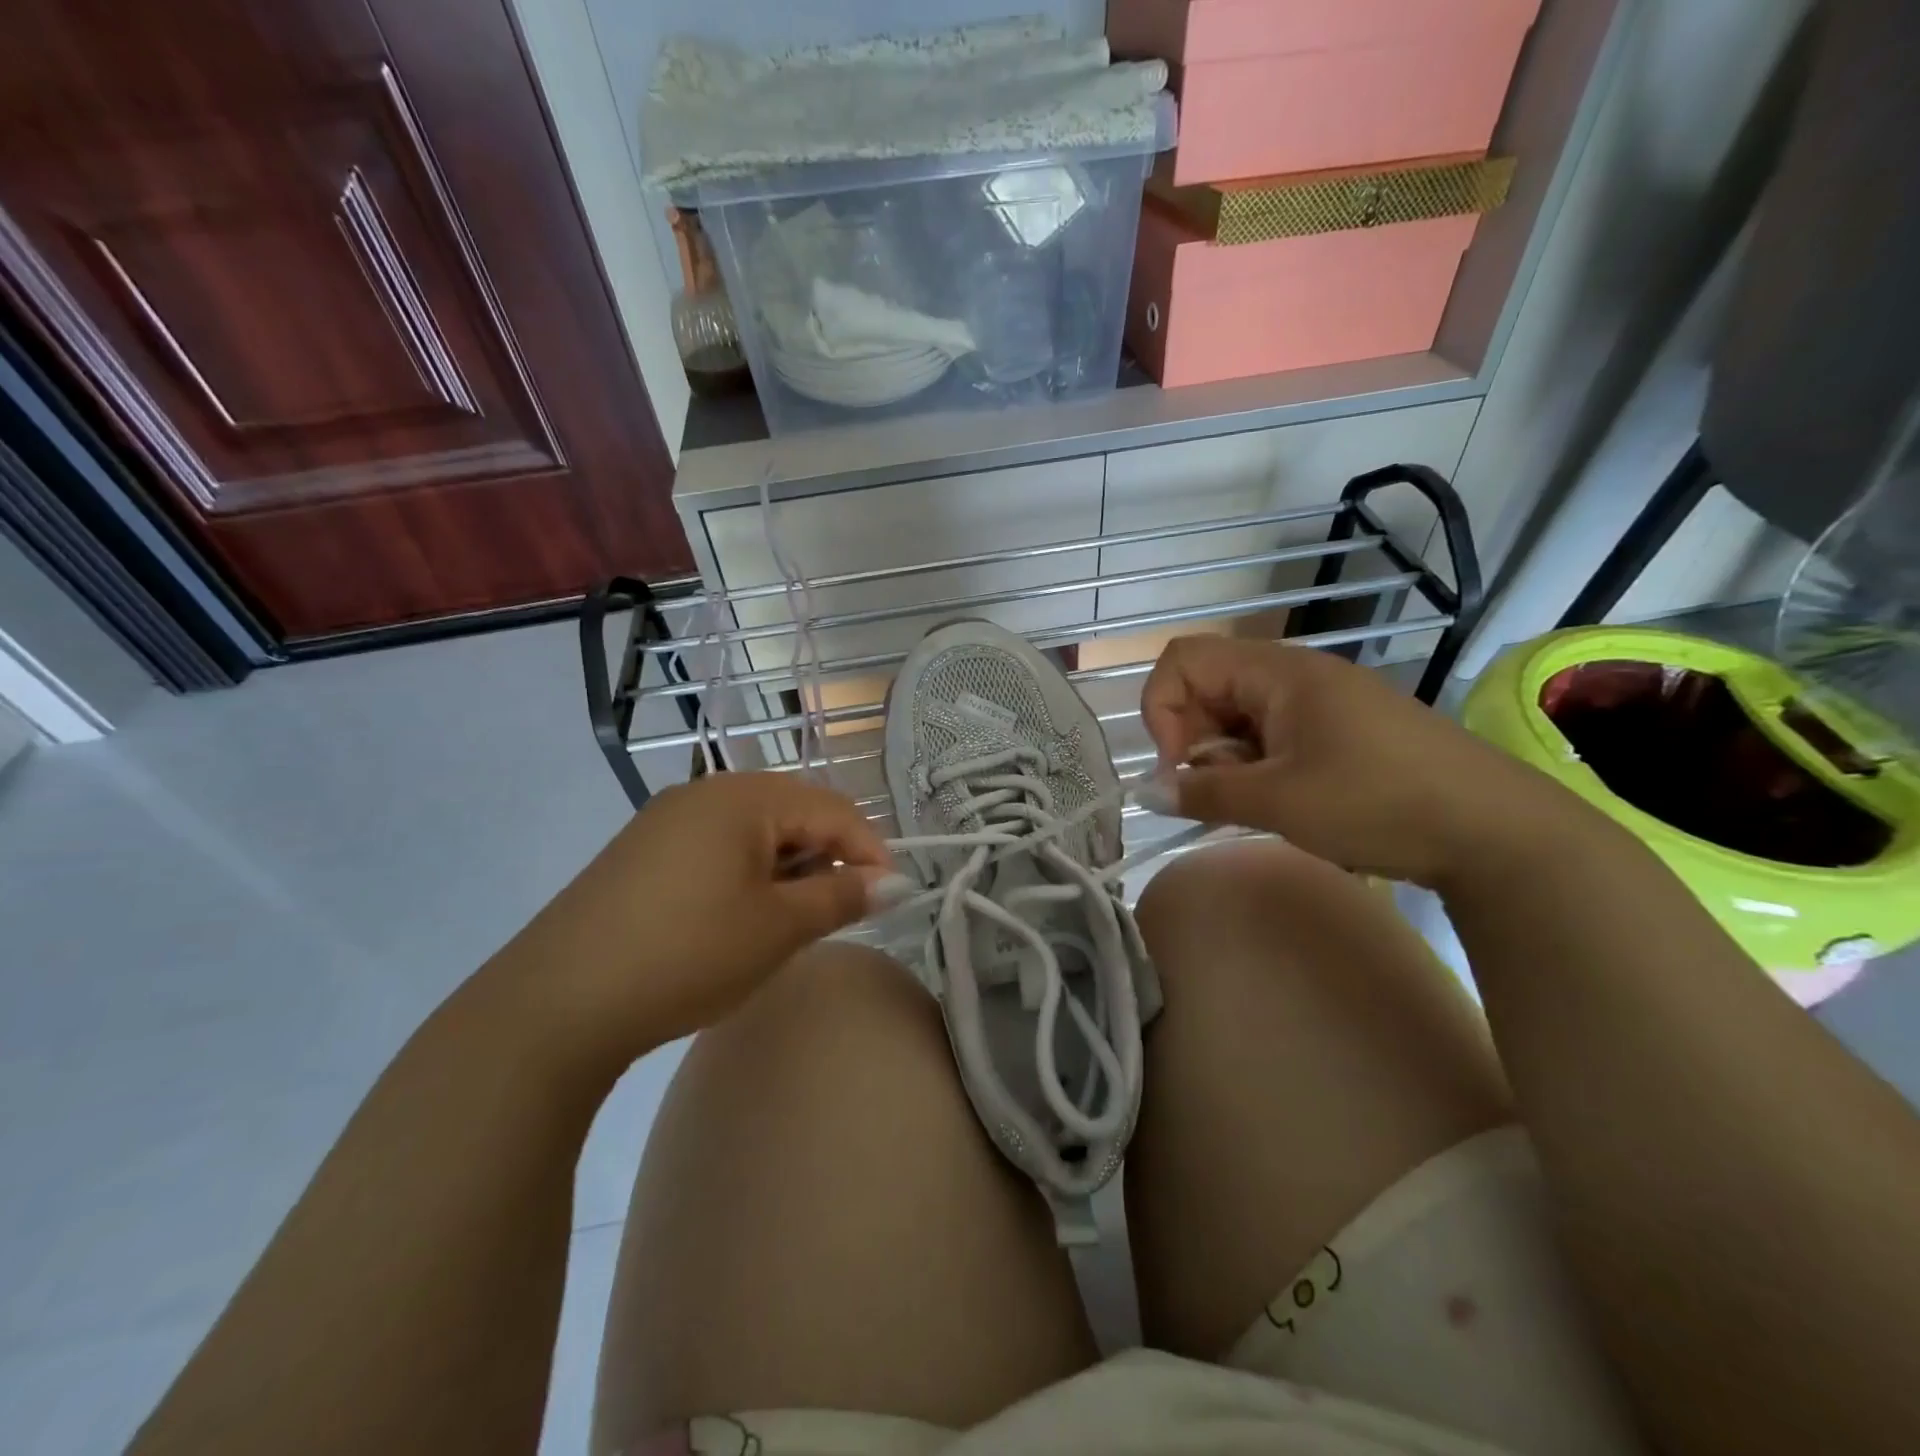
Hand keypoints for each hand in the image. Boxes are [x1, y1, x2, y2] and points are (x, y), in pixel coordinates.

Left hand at [490, 772, 900, 1066]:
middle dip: (828, 857)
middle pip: (793, 811)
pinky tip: (741, 916)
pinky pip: (717, 846)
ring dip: (788, 867)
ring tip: (792, 918)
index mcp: (743, 797)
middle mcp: (705, 792)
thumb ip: (842, 897)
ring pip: (755, 830)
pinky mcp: (643, 851)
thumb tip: (892, 882)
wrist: (555, 1003)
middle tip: (840, 911)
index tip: (889, 899)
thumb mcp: (777, 927)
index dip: (869, 851)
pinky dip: (748, 873)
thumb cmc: (687, 954)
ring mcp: (667, 819)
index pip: (832, 809)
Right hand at [1139, 635, 1580, 886]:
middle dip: (1193, 738)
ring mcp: (1321, 701)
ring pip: (1238, 714)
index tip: (1178, 767)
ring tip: (1251, 802)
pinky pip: (1272, 733)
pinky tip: (1279, 800)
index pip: (1184, 659)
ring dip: (1225, 757)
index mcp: (1278, 672)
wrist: (1496, 830)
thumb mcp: (1278, 801)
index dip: (1163, 709)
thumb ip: (1202, 792)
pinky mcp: (1339, 728)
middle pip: (1208, 686)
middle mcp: (1295, 674)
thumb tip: (1145, 792)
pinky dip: (1256, 764)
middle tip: (1211, 792)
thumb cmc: (1378, 802)